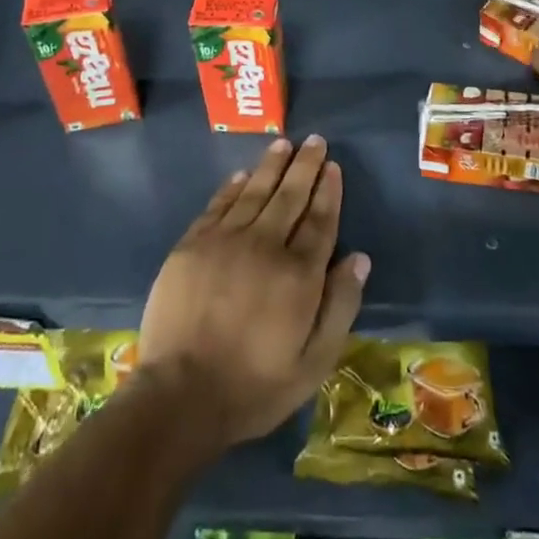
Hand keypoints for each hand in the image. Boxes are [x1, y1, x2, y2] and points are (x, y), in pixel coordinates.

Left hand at [137, 135, 369, 451]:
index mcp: (298, 274)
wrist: (179, 397)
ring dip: (272, 165)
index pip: (320, 220)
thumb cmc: (254, 386)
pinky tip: (243, 175)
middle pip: (290, 195)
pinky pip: (219, 205)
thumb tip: (359, 259)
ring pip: (255, 191)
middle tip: (315, 141)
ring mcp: (225, 241)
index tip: (333, 167)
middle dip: (305, 165)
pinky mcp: (192, 245)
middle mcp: (265, 245)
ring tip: (284, 143)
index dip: (329, 191)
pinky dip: (233, 186)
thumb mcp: (313, 363)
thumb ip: (340, 307)